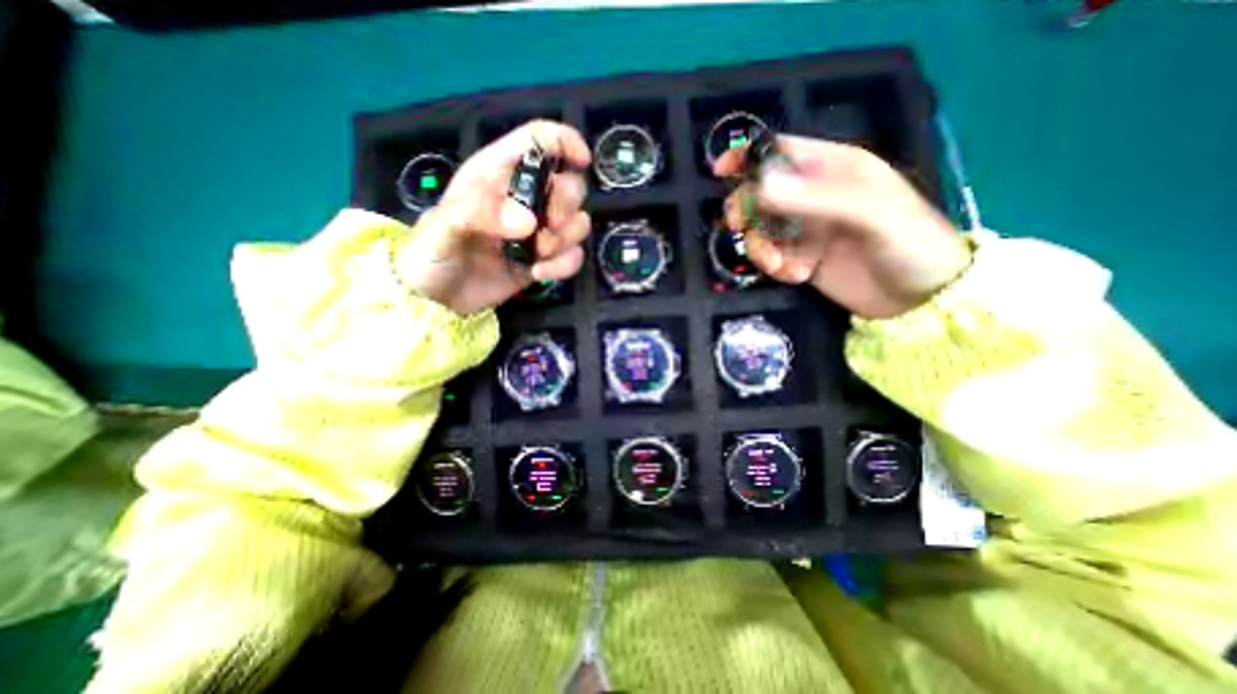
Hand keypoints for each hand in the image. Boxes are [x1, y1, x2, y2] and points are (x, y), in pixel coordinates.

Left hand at [394, 120, 592, 314]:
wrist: (436, 300)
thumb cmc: (430, 253)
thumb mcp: (442, 226)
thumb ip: (478, 213)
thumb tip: (529, 223)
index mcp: (497, 175)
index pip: (538, 141)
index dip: (564, 142)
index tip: (581, 161)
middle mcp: (524, 200)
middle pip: (569, 185)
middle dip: (567, 205)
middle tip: (549, 226)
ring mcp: (537, 233)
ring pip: (577, 223)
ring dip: (565, 240)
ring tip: (537, 256)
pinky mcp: (543, 260)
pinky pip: (572, 257)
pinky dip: (564, 266)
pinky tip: (539, 274)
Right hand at [722, 136, 970, 319]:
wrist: (920, 300)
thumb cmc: (908, 243)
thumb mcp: (869, 213)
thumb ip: (816, 197)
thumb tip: (760, 185)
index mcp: (834, 169)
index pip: (782, 152)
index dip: (749, 156)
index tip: (720, 170)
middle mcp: (814, 196)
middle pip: (761, 193)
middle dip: (746, 210)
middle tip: (741, 228)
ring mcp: (806, 229)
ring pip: (761, 229)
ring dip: (761, 247)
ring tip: (780, 265)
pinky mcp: (801, 258)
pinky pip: (772, 256)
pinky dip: (774, 266)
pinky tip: (795, 275)